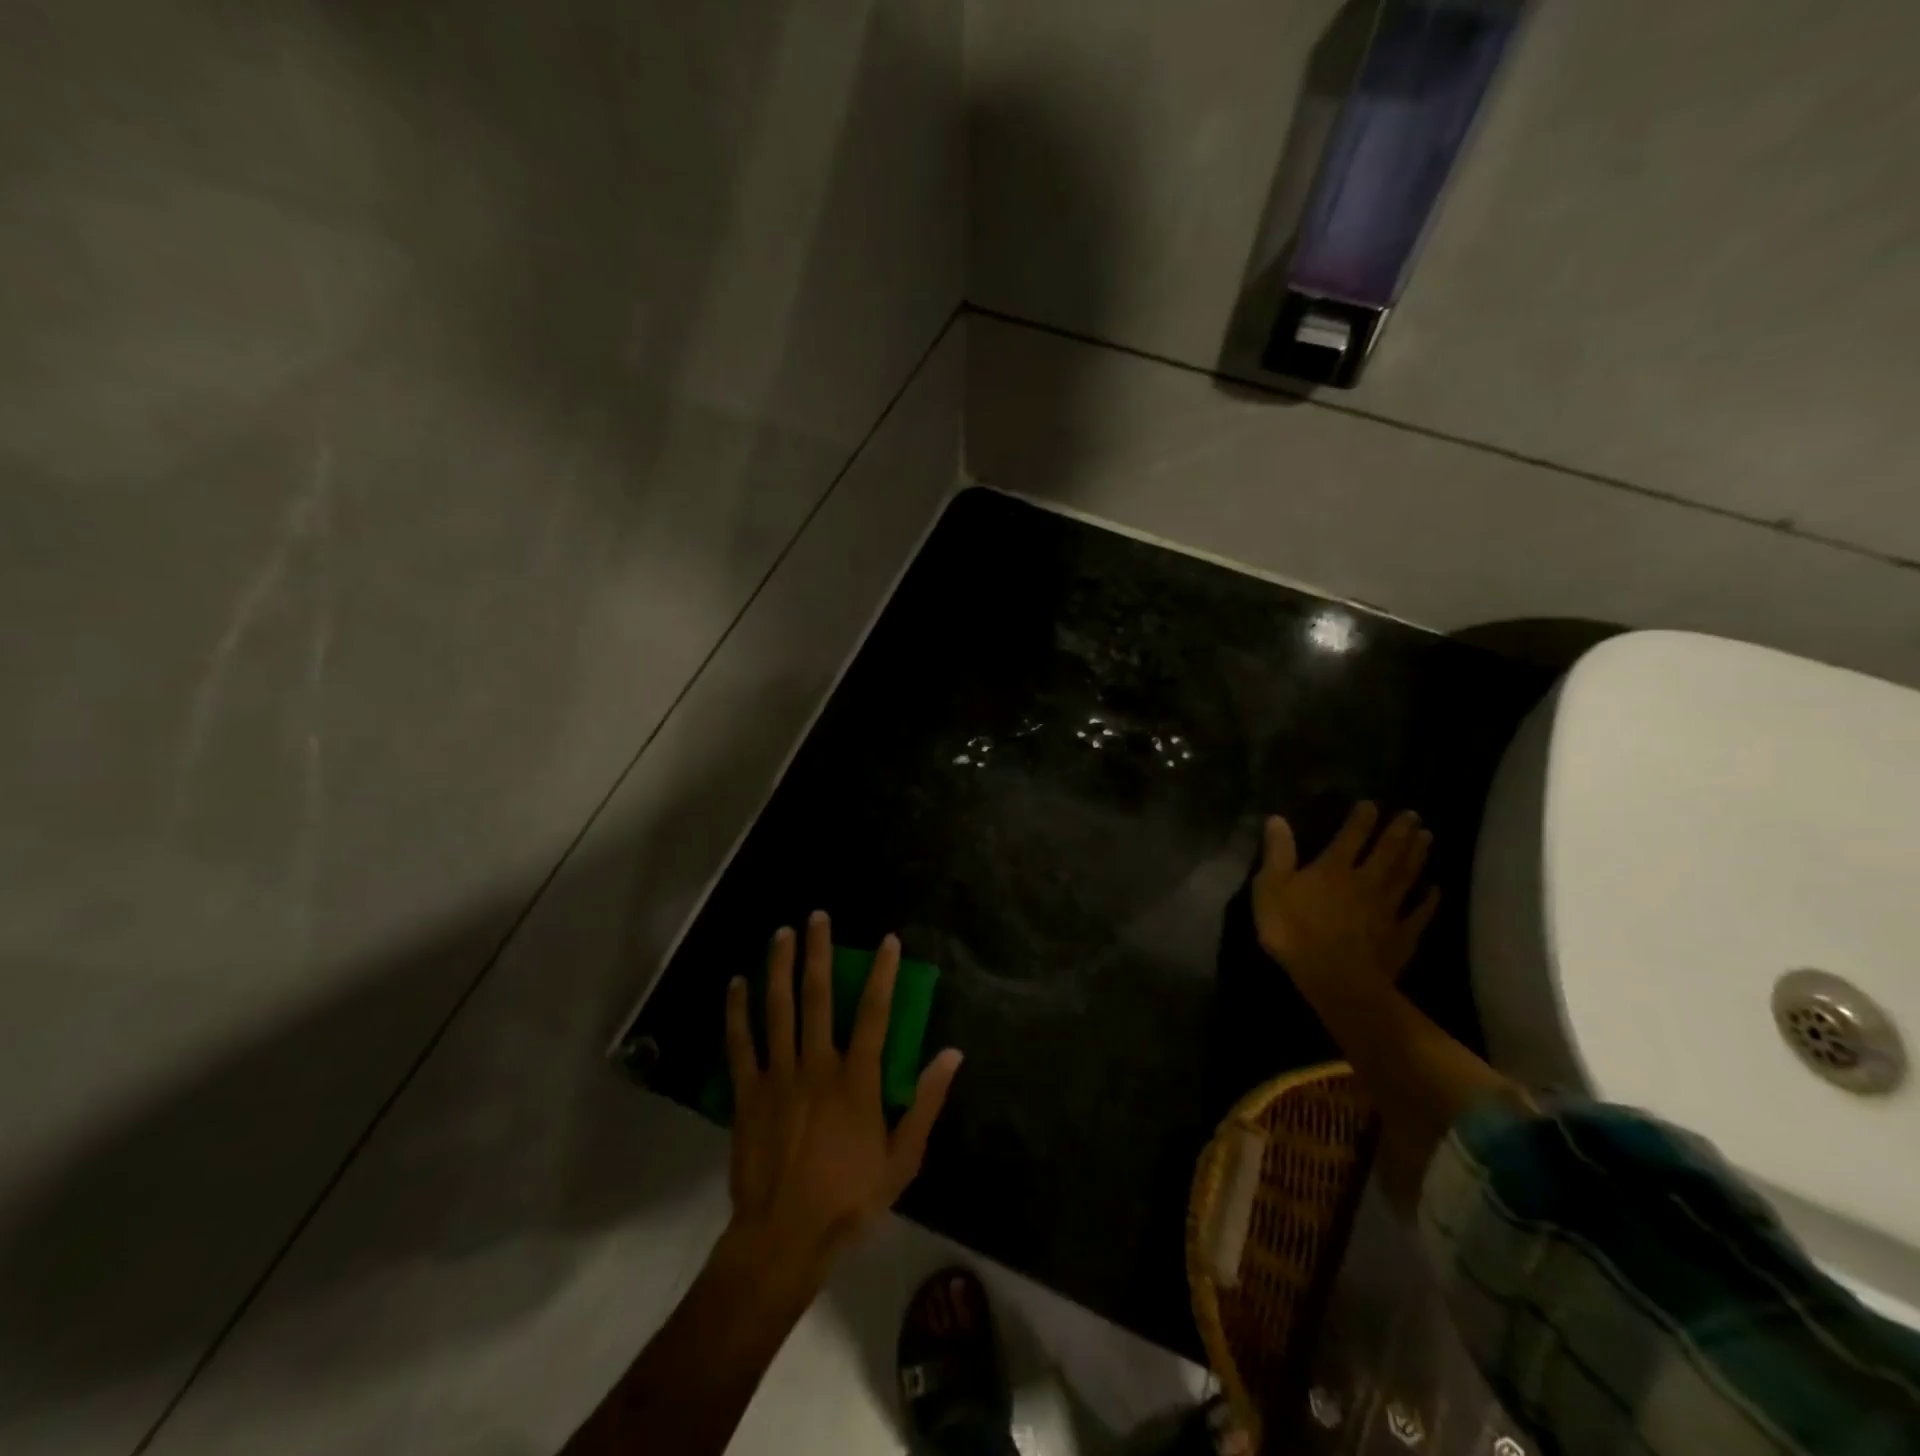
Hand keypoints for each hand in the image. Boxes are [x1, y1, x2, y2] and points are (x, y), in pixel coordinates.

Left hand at [724, 911, 962, 1269]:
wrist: (784, 1237)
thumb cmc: (850, 1199)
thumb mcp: (903, 1158)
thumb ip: (927, 1102)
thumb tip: (952, 1054)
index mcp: (857, 1079)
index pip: (876, 1013)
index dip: (884, 973)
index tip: (888, 940)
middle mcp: (817, 1064)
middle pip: (818, 996)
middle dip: (819, 952)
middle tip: (817, 917)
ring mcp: (778, 1075)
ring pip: (778, 1009)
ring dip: (779, 967)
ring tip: (781, 933)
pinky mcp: (747, 1092)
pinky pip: (740, 1043)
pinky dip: (737, 1011)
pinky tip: (736, 983)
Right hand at [1252, 802, 1438, 990]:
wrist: (1336, 979)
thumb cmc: (1294, 932)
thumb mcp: (1270, 889)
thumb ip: (1277, 854)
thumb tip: (1277, 819)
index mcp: (1333, 869)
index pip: (1350, 837)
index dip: (1361, 820)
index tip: (1372, 804)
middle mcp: (1365, 882)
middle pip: (1387, 852)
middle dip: (1399, 832)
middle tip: (1413, 815)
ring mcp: (1387, 910)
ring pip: (1406, 876)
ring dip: (1417, 856)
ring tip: (1427, 838)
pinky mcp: (1401, 936)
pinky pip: (1419, 914)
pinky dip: (1429, 901)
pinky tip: (1435, 890)